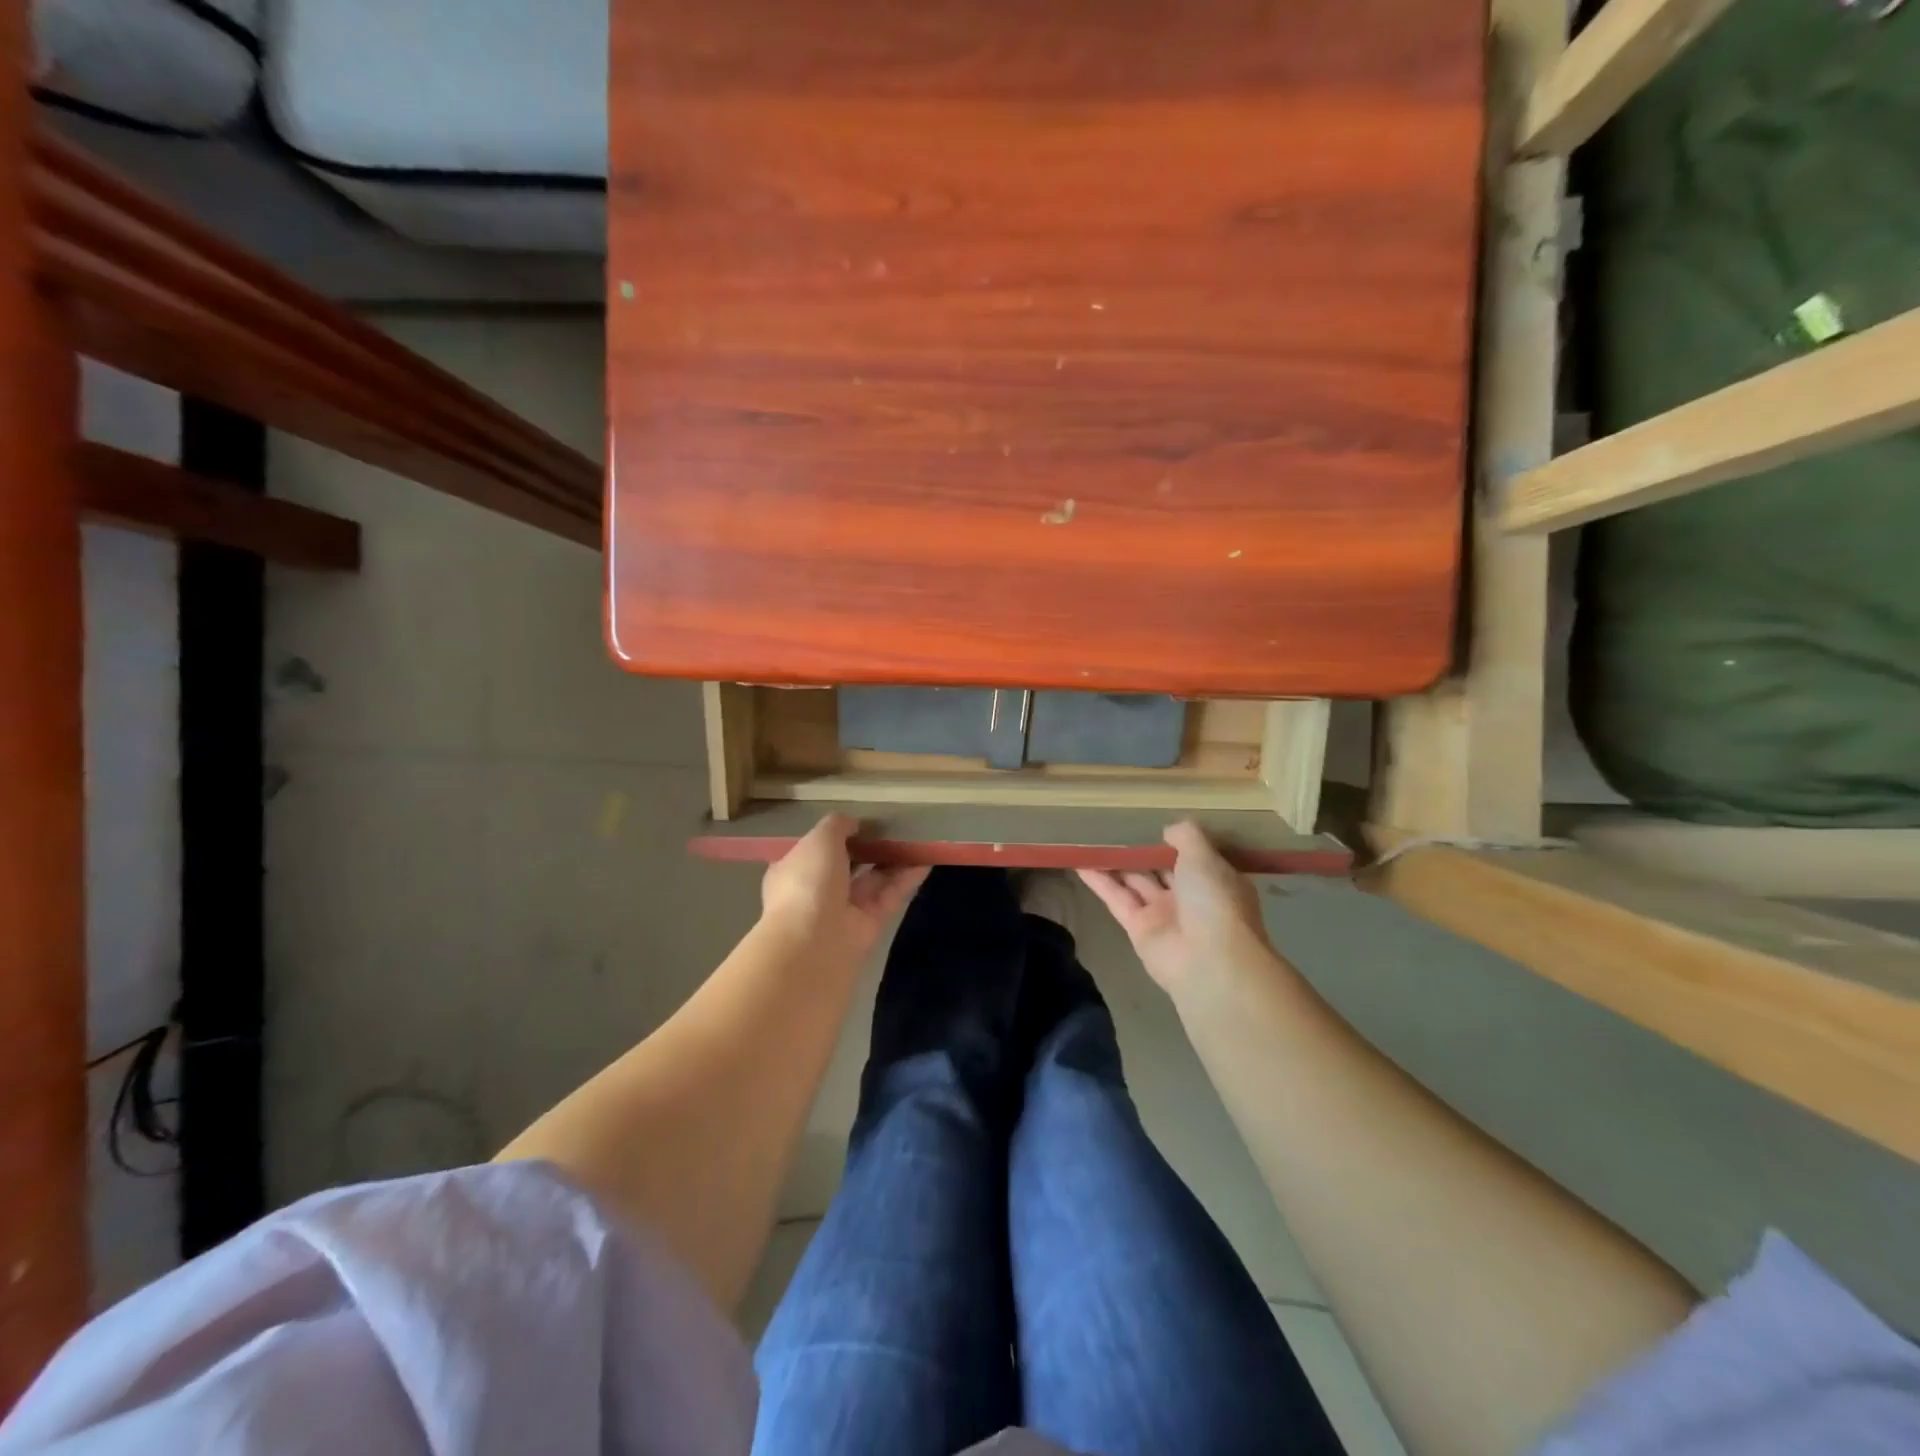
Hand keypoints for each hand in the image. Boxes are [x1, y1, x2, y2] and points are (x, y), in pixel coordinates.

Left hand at [760, 814, 928, 963]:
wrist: (813, 943)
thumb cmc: (807, 882)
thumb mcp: (819, 839)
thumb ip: (837, 825)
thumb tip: (853, 823)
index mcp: (793, 869)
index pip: (815, 849)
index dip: (836, 834)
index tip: (860, 820)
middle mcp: (817, 890)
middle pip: (847, 864)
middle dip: (869, 847)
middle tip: (894, 826)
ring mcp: (844, 909)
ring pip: (872, 879)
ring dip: (892, 860)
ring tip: (917, 837)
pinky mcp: (870, 924)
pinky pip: (890, 895)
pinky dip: (906, 878)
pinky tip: (925, 860)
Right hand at [1078, 821, 1271, 994]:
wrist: (1210, 963)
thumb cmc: (1215, 901)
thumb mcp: (1205, 857)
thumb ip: (1186, 836)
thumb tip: (1168, 830)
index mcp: (1215, 880)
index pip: (1194, 856)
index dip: (1174, 842)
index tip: (1152, 823)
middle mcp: (1190, 897)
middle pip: (1161, 869)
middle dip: (1141, 852)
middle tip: (1113, 827)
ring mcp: (1164, 914)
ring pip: (1135, 882)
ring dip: (1115, 863)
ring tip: (1090, 841)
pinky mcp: (1138, 929)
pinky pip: (1117, 898)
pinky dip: (1099, 881)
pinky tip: (1080, 862)